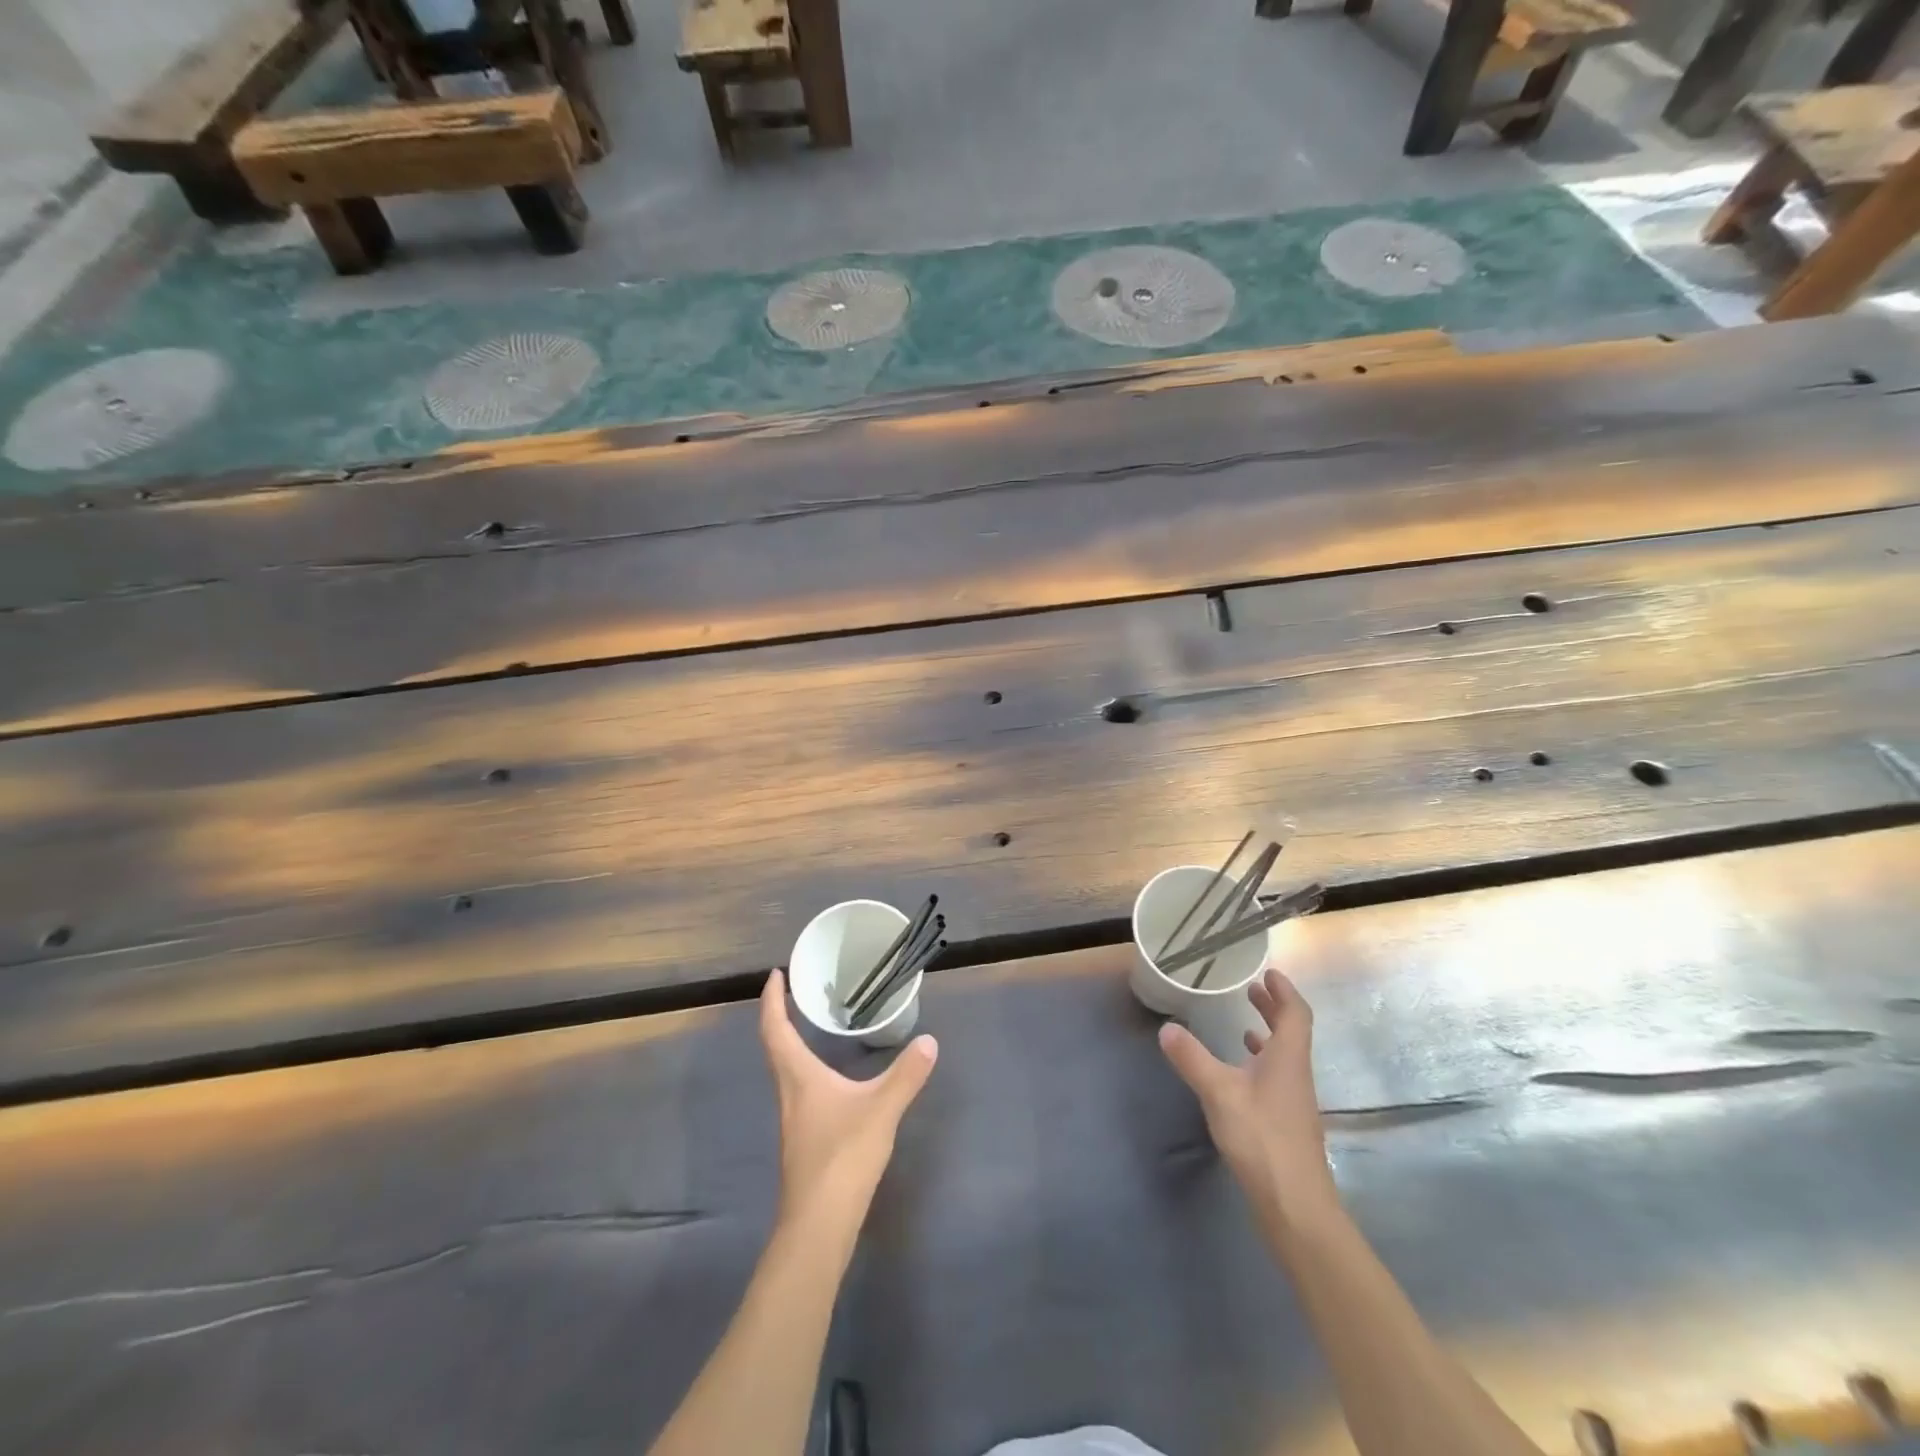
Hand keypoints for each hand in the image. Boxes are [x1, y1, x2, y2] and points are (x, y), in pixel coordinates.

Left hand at [760, 970, 938, 1229]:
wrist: (818, 1226)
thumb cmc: (842, 1157)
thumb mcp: (881, 1109)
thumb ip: (905, 1074)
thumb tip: (929, 1041)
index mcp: (798, 1077)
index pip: (776, 1029)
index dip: (773, 1000)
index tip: (775, 975)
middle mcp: (789, 1093)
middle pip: (776, 1047)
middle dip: (781, 1016)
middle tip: (796, 992)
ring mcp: (794, 1119)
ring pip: (786, 1070)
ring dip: (792, 1042)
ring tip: (812, 1025)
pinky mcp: (804, 1140)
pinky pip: (799, 1089)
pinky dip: (806, 1069)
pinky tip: (830, 1078)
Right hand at [1159, 967, 1338, 1222]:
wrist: (1296, 1207)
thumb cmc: (1262, 1139)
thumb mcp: (1219, 1093)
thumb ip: (1192, 1058)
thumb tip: (1167, 1027)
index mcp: (1288, 1059)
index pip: (1296, 1014)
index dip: (1284, 991)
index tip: (1268, 972)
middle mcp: (1296, 1075)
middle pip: (1292, 1032)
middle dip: (1273, 1009)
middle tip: (1252, 990)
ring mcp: (1294, 1102)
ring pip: (1284, 1056)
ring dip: (1268, 1035)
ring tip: (1244, 1024)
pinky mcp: (1286, 1124)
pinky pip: (1277, 1078)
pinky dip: (1260, 1064)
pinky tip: (1240, 1074)